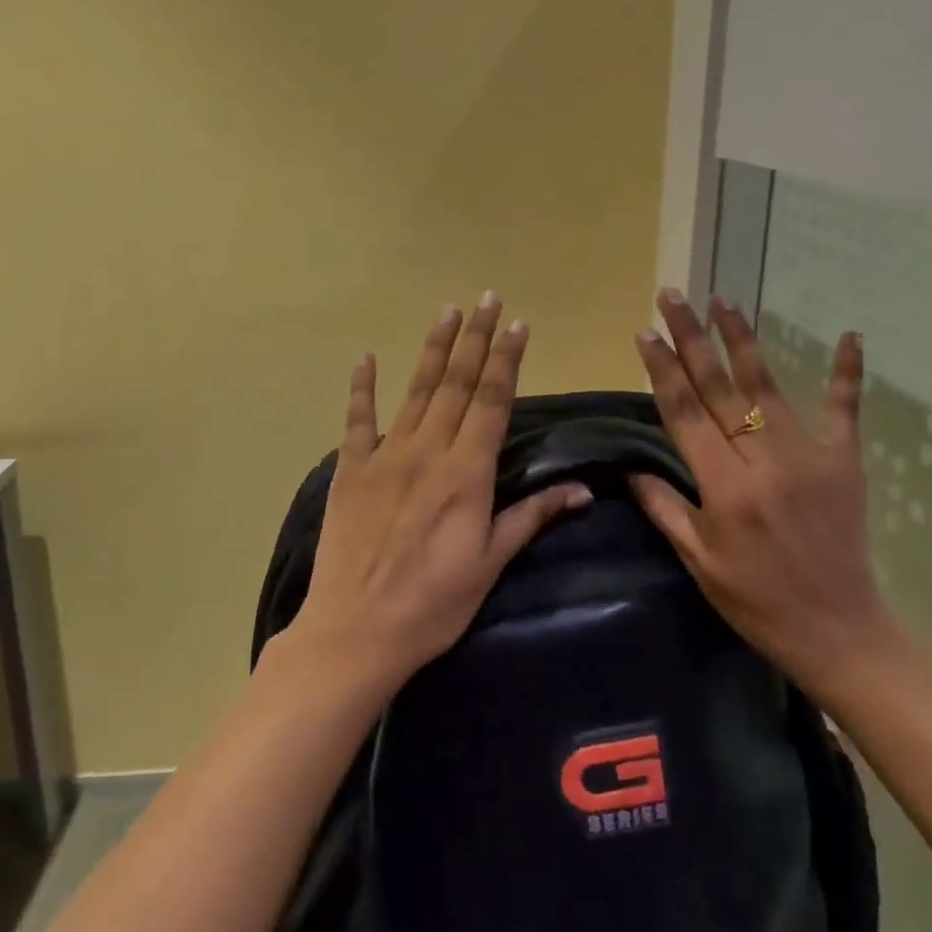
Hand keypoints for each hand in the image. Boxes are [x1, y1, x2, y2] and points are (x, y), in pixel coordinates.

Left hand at [294, 294, 591, 686]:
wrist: (356, 632)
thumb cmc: (433, 604)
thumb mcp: (490, 564)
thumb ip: (531, 517)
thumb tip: (581, 490)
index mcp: (466, 473)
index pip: (492, 402)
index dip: (506, 361)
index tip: (518, 325)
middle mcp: (427, 451)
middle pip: (456, 384)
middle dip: (475, 339)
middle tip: (487, 299)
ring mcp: (384, 456)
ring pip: (415, 391)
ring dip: (433, 349)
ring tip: (448, 312)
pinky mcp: (350, 470)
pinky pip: (357, 421)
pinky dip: (363, 388)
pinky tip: (366, 358)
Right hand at [630, 290, 899, 703]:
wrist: (839, 631)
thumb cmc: (757, 601)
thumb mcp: (699, 562)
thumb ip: (665, 509)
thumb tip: (631, 469)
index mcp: (724, 487)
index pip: (685, 414)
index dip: (663, 370)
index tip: (646, 333)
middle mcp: (763, 460)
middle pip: (720, 388)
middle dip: (691, 339)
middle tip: (672, 297)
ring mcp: (808, 456)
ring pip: (768, 386)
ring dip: (742, 340)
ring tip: (722, 301)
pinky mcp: (843, 461)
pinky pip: (843, 409)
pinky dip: (847, 373)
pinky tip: (851, 334)